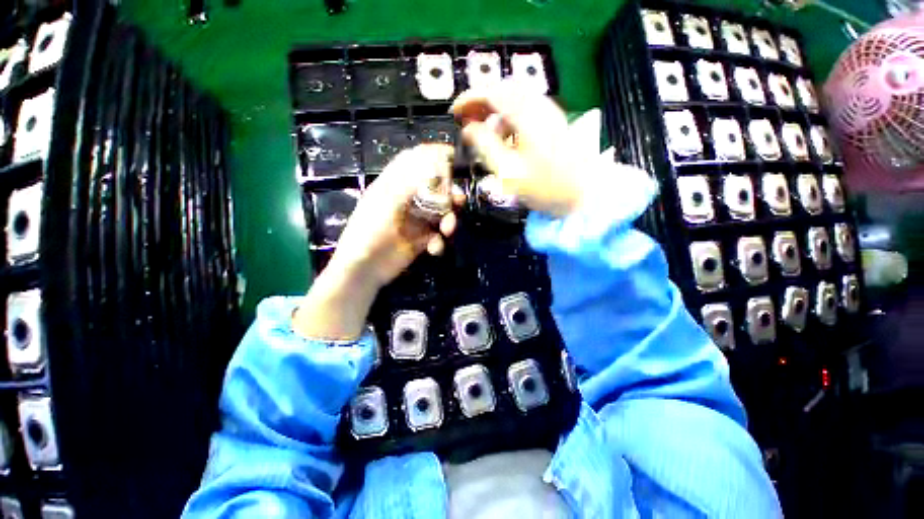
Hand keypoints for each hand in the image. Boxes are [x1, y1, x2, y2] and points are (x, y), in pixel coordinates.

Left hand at [294, 144, 459, 340]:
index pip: (415, 162)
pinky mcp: (421, 240)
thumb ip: (410, 184)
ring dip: (448, 220)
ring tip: (447, 230)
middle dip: (448, 194)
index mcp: (394, 187)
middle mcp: (407, 201)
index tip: (453, 157)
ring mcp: (415, 221)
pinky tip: (434, 248)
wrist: (364, 269)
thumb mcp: (387, 203)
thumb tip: (434, 165)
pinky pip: (437, 236)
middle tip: (458, 201)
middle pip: (434, 189)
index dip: (433, 157)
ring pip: (440, 213)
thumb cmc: (369, 232)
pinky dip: (439, 242)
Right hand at [451, 81, 593, 216]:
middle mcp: (539, 105)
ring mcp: (549, 112)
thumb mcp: (508, 171)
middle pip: (504, 89)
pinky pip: (526, 109)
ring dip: (495, 110)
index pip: (491, 92)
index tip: (454, 112)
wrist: (584, 195)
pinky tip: (506, 137)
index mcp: (527, 115)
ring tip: (486, 134)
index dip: (469, 98)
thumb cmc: (545, 187)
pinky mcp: (554, 122)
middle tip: (467, 119)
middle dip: (481, 101)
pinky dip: (510, 117)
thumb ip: (485, 146)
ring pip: (515, 98)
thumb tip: (468, 129)